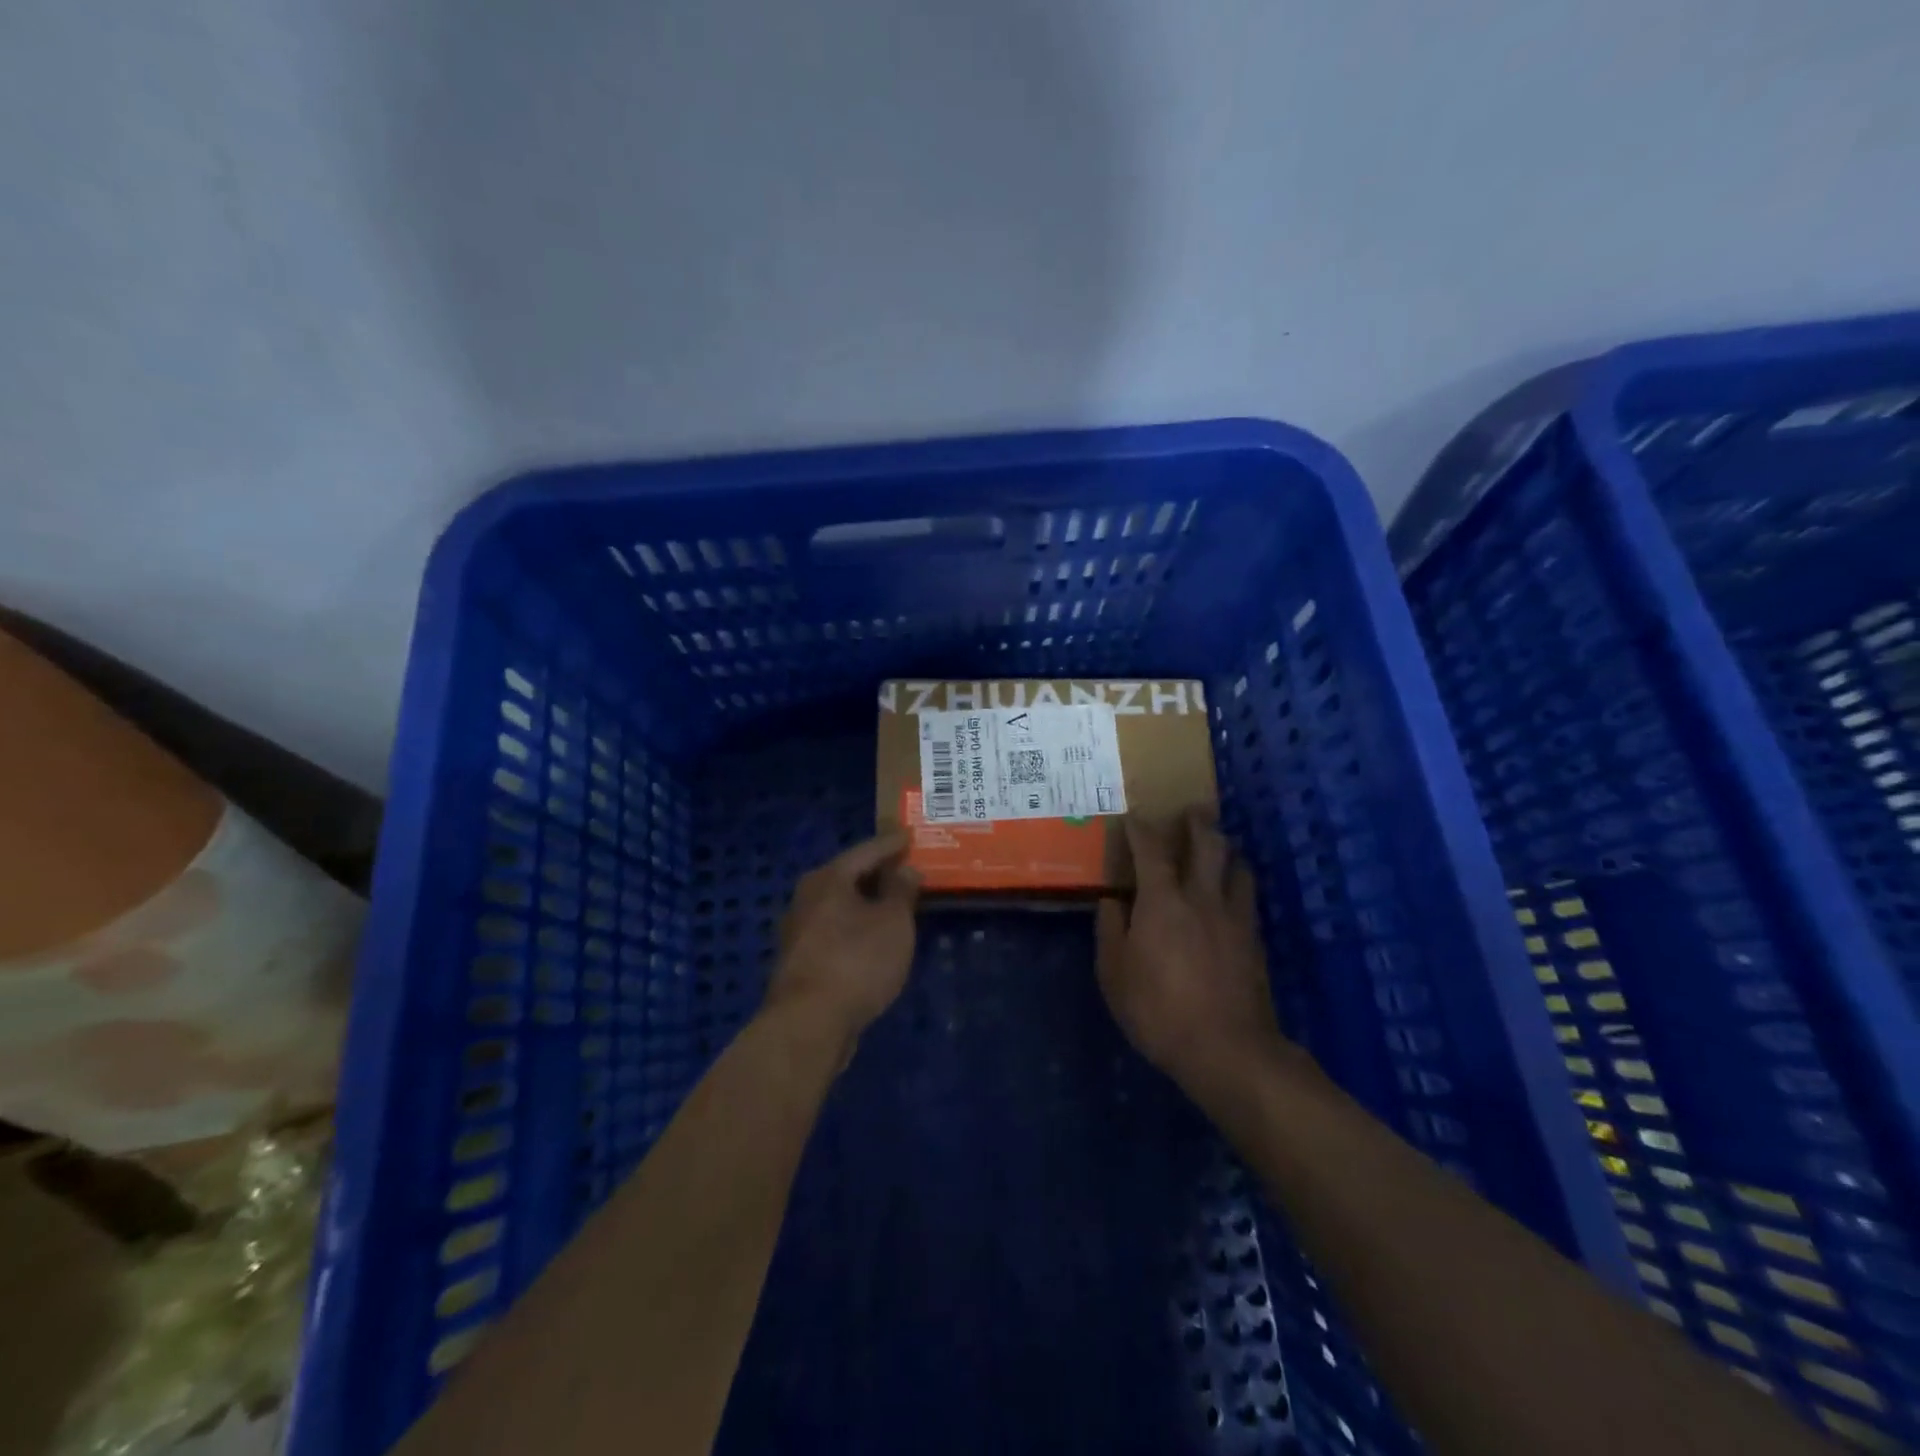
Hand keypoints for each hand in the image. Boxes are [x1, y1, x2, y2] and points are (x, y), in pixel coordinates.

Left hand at [765, 831, 919, 1052]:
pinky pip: (836, 930)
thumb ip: (901, 891)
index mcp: (828, 878)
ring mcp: (800, 930)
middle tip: (907, 867)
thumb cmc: (856, 962)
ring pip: (841, 905)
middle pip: (849, 875)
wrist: (808, 1025)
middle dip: (878, 872)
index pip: (866, 850)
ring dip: (868, 902)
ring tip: (897, 903)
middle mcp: (807, 897)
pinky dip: (858, 926)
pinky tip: (875, 937)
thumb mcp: (893, 922)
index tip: (911, 835)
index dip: (892, 843)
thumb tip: (905, 869)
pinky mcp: (801, 960)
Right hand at [1096, 810, 1291, 1102]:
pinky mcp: (1255, 940)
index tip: (1133, 816)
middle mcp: (1202, 897)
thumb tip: (1112, 900)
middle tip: (1192, 810)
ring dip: (1226, 850)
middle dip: (1198, 822)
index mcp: (1163, 900)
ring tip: (1217, 849)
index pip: (1151, 850)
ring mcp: (1234, 917)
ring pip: (1238, 866)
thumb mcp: (1114, 973)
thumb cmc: (1158, 1010)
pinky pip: (1247, 897)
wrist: (1227, 1049)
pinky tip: (1231, 894)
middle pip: (1208, 844)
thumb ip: (1110, 930)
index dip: (1141, 828)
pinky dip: (1237, 883)